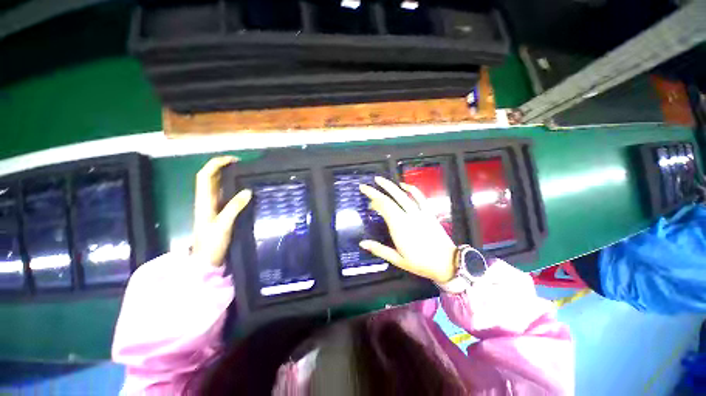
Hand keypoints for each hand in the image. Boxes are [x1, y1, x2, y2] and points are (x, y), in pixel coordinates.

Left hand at [192, 156, 251, 266]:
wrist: (206, 259)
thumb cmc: (212, 243)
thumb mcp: (223, 225)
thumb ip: (234, 207)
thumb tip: (248, 191)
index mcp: (204, 201)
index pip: (205, 176)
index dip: (216, 164)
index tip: (233, 160)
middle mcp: (206, 200)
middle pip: (209, 177)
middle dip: (222, 166)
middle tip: (240, 164)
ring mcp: (212, 206)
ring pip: (216, 185)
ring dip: (226, 175)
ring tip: (243, 172)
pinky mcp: (218, 211)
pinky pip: (224, 194)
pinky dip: (231, 187)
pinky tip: (242, 188)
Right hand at [359, 177, 456, 282]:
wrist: (447, 263)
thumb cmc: (420, 263)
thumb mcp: (397, 260)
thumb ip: (379, 249)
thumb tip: (362, 243)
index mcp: (399, 228)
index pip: (383, 208)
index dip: (373, 201)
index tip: (366, 201)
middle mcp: (407, 217)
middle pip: (389, 199)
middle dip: (375, 191)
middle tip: (365, 186)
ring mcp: (419, 213)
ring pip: (402, 195)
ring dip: (390, 186)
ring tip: (379, 179)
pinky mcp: (428, 213)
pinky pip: (420, 197)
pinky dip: (412, 189)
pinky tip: (404, 185)